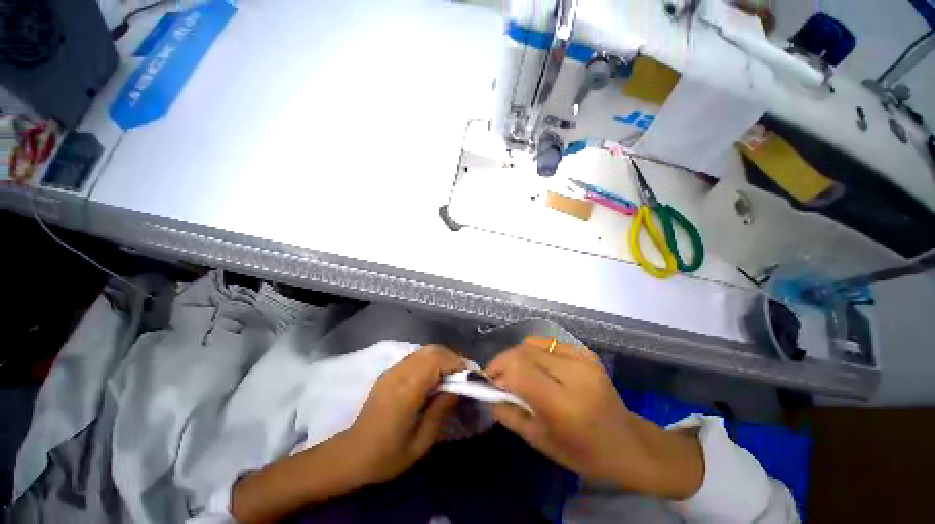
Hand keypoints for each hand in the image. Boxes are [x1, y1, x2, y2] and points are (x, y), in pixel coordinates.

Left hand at [342, 344, 464, 483]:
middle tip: (463, 375)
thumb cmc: (386, 455)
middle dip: (452, 358)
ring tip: (452, 375)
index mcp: (407, 390)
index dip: (456, 363)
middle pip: (432, 350)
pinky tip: (435, 377)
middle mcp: (399, 373)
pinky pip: (416, 357)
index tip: (469, 376)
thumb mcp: (420, 443)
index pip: (436, 361)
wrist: (350, 454)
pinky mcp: (389, 372)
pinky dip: (431, 360)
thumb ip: (441, 411)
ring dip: (442, 357)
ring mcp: (392, 370)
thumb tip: (458, 389)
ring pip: (424, 350)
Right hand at [486, 336, 703, 499]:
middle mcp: (574, 375)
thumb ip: (509, 414)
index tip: (489, 381)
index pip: (519, 371)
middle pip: (524, 352)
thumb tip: (489, 393)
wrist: (627, 443)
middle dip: (503, 360)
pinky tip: (536, 365)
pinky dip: (534, 350)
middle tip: (497, 375)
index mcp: (564, 404)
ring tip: (515, 370)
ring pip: (534, 343)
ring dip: (517, 354)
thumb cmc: (583, 452)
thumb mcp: (540, 442)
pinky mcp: (586, 353)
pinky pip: (549, 342)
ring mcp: (583, 360)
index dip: (498, 371)